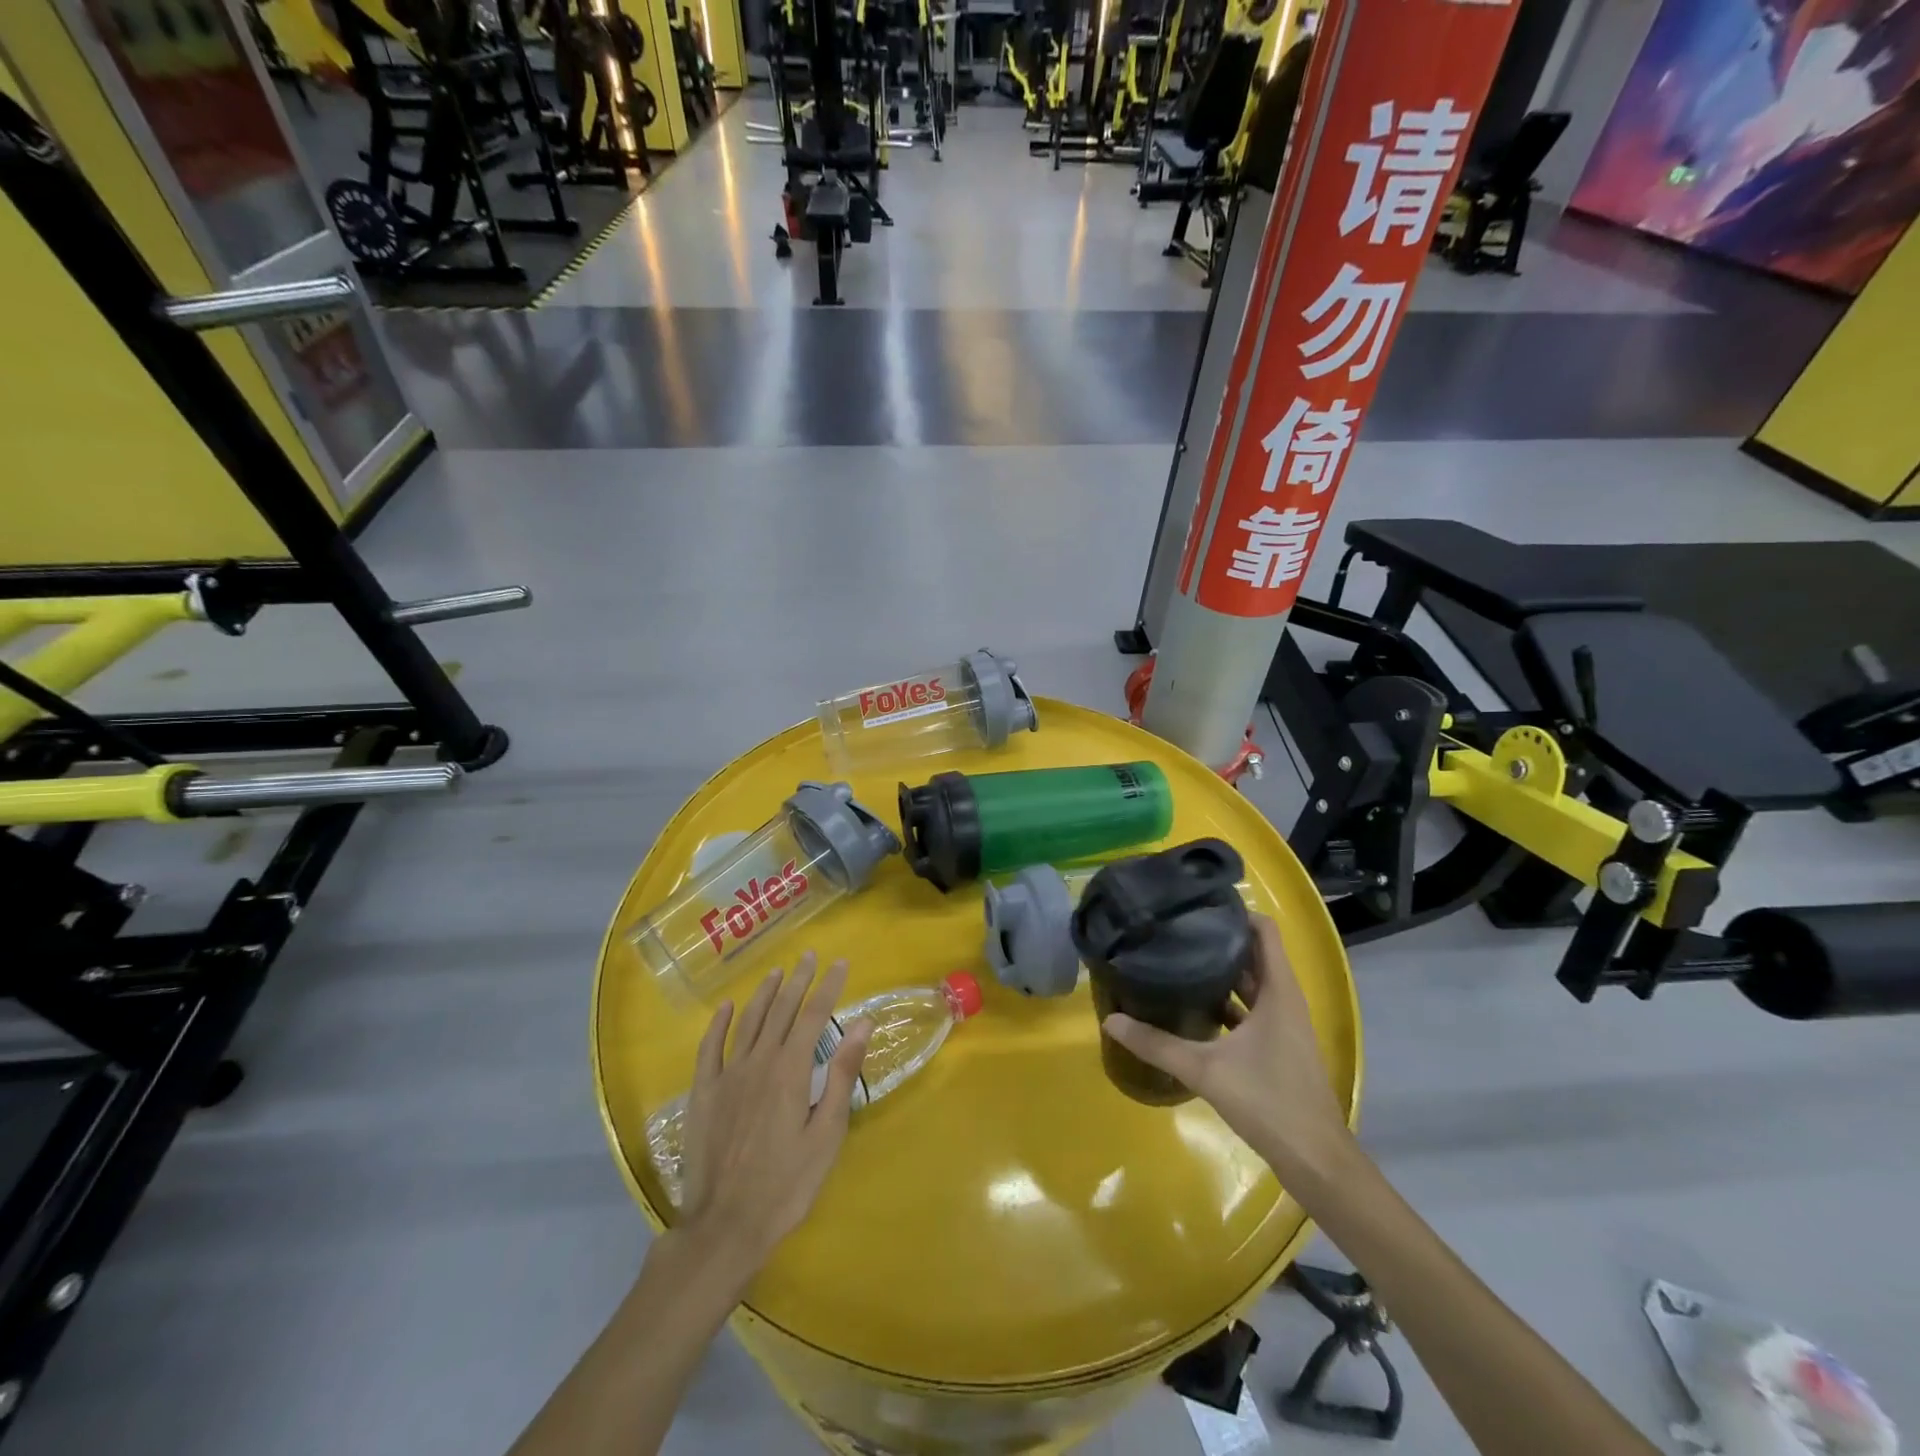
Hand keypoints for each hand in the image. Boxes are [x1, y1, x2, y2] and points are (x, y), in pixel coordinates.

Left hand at [676, 953, 873, 1280]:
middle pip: (781, 1010)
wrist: (725, 1225)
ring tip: (777, 972)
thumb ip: (842, 1075)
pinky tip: (726, 1007)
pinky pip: (710, 1048)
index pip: (814, 1015)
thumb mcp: (827, 1133)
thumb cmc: (787, 1184)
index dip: (828, 987)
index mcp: (792, 1070)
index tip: (840, 964)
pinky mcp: (703, 1093)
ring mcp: (727, 1075)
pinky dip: (719, 1024)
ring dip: (764, 993)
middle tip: (809, 956)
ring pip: (748, 1022)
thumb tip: (861, 1024)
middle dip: (798, 980)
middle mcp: (759, 1061)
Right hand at [1102, 915, 1350, 1179]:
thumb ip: (1156, 1044)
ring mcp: (1285, 1025)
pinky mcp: (1279, 1047)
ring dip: (1222, 972)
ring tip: (1179, 959)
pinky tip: (1194, 1008)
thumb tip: (1110, 1020)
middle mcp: (1285, 1000)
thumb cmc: (1268, 1101)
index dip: (1235, 912)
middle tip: (1176, 929)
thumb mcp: (1205, 1070)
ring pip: (1253, 984)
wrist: (1315, 1160)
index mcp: (1278, 991)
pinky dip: (1228, 1002)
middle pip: (1254, 954)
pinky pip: (1252, 1010)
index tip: (1198, 904)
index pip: (1264, 930)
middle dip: (1219, 939)